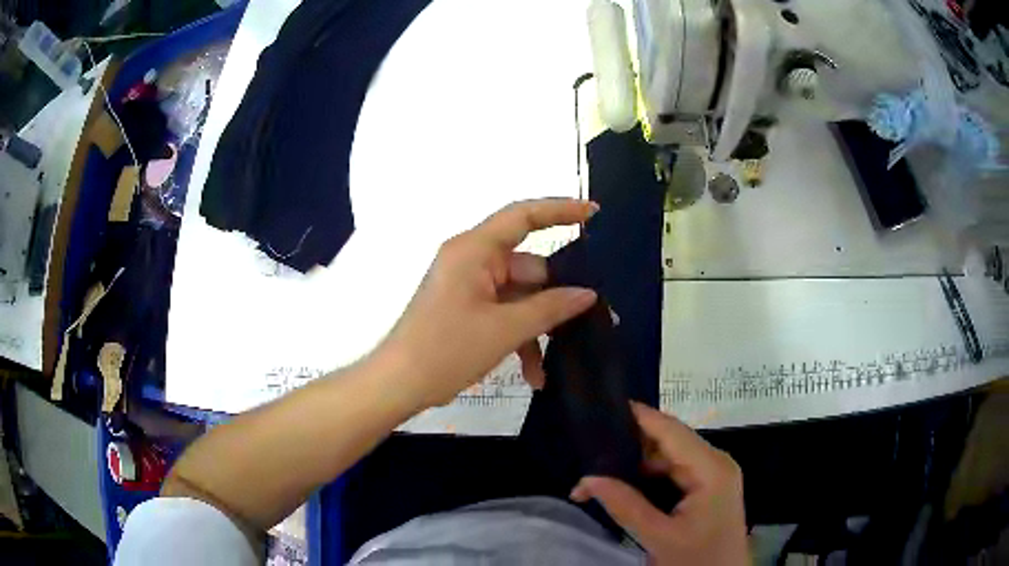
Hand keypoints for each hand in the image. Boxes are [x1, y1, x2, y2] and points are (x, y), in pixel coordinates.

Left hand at [380, 198, 599, 409]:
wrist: (399, 384)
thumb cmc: (446, 350)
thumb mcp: (505, 330)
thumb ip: (550, 308)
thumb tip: (587, 294)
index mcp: (474, 250)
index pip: (523, 216)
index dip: (560, 210)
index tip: (593, 213)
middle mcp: (472, 261)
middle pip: (528, 267)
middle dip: (557, 297)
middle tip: (594, 317)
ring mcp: (469, 286)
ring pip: (519, 297)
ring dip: (537, 329)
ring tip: (555, 364)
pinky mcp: (467, 309)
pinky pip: (504, 315)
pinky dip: (519, 339)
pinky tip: (533, 374)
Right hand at [571, 403, 747, 565]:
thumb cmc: (697, 560)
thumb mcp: (659, 537)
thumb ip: (624, 506)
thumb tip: (587, 479)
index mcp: (712, 468)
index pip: (671, 430)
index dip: (640, 416)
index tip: (603, 407)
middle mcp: (715, 463)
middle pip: (669, 441)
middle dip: (630, 445)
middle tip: (590, 448)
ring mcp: (712, 475)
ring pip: (668, 457)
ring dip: (635, 464)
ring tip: (598, 467)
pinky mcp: (706, 487)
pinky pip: (673, 472)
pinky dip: (647, 477)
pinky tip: (622, 484)